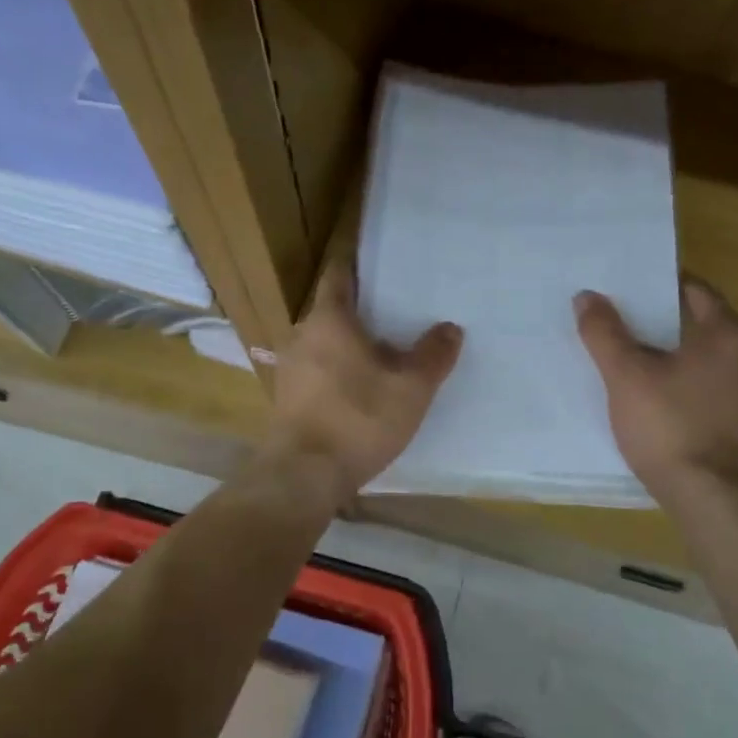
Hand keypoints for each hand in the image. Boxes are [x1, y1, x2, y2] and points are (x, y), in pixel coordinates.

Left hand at [262, 260, 463, 506]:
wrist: (304, 474)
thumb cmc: (358, 418)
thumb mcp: (410, 388)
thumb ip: (433, 355)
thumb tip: (451, 328)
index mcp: (329, 319)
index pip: (338, 275)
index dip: (356, 265)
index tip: (378, 263)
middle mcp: (302, 336)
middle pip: (332, 311)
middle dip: (361, 312)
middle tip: (397, 314)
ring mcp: (290, 370)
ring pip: (324, 345)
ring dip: (349, 346)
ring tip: (384, 354)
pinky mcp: (287, 400)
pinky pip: (317, 373)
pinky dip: (338, 372)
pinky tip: (361, 390)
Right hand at [575, 277, 737, 501]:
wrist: (712, 498)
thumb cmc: (668, 426)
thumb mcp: (626, 376)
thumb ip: (605, 333)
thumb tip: (587, 296)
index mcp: (730, 336)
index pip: (699, 293)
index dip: (665, 289)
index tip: (635, 294)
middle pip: (709, 330)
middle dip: (672, 329)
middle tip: (632, 333)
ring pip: (717, 367)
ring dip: (687, 364)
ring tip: (648, 374)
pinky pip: (723, 398)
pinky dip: (699, 395)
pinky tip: (673, 411)